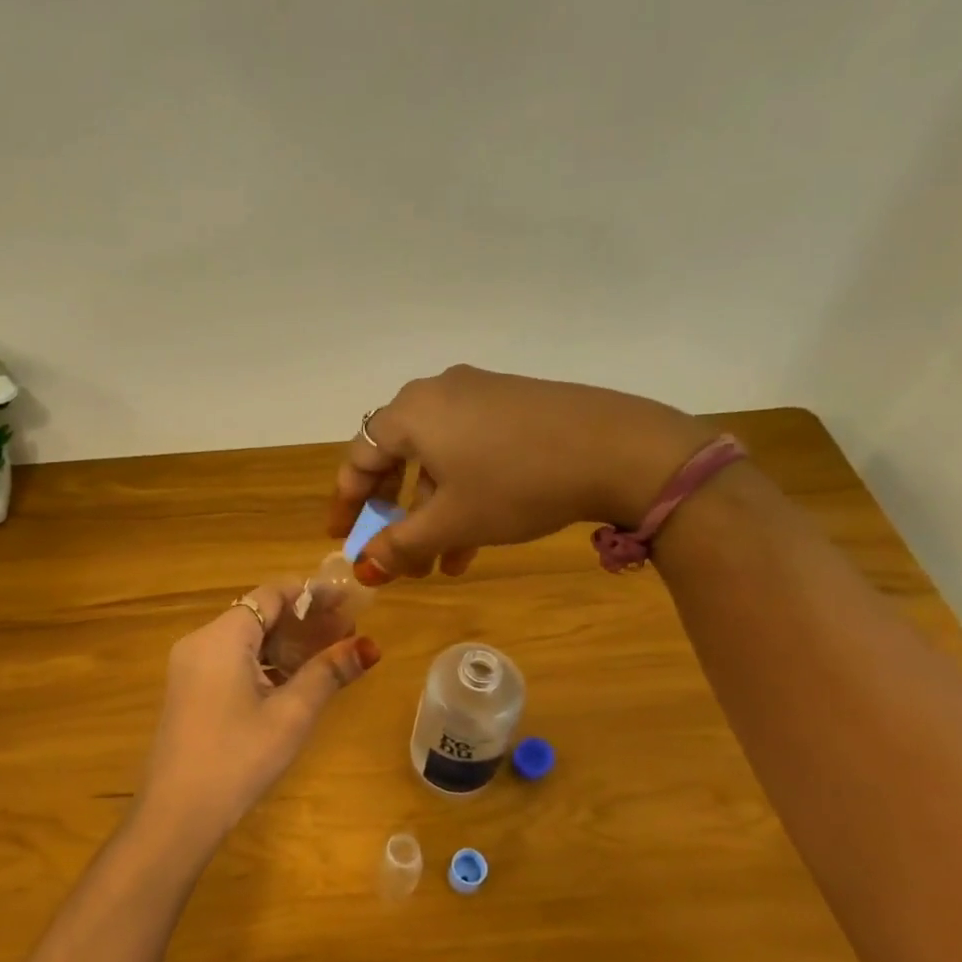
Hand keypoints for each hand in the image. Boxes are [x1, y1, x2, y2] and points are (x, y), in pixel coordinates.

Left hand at [136, 579, 380, 850]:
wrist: (177, 816)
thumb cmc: (238, 758)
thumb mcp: (290, 715)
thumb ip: (328, 673)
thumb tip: (369, 647)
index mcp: (221, 637)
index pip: (270, 595)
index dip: (311, 594)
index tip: (347, 601)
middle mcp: (200, 642)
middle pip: (256, 615)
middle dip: (302, 621)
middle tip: (346, 633)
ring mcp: (189, 668)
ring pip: (244, 640)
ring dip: (284, 644)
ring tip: (328, 656)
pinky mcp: (188, 691)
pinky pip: (230, 661)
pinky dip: (263, 664)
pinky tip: (292, 682)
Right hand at [329, 365, 710, 580]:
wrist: (618, 449)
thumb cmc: (516, 484)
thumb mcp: (452, 521)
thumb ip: (400, 545)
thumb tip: (363, 568)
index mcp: (411, 413)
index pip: (359, 457)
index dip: (347, 503)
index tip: (343, 538)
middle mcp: (438, 393)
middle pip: (397, 456)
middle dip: (394, 513)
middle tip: (392, 550)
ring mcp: (480, 394)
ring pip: (438, 459)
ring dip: (432, 512)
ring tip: (441, 563)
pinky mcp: (514, 404)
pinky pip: (470, 449)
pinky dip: (463, 491)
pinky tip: (475, 537)